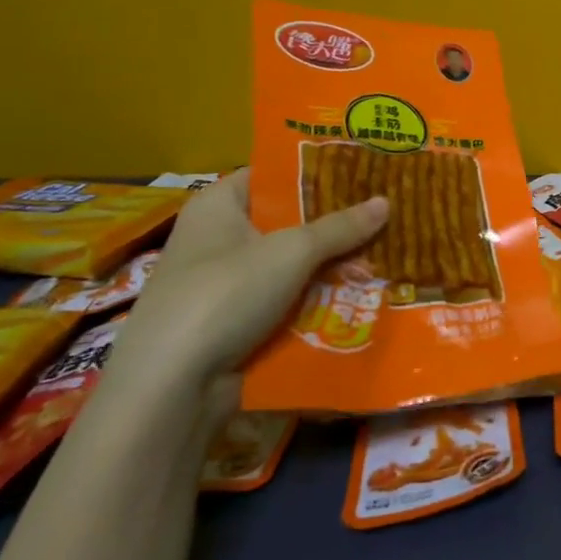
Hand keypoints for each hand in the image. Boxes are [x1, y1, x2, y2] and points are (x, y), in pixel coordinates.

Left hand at [103, 169, 385, 413]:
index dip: (319, 172)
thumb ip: (341, 227)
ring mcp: (228, 285)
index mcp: (220, 205)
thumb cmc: (225, 294)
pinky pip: (288, 301)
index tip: (365, 171)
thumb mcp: (292, 251)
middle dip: (337, 224)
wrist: (172, 387)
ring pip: (293, 265)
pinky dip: (319, 300)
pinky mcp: (237, 324)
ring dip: (333, 266)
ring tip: (387, 256)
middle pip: (289, 221)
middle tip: (388, 215)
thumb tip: (386, 201)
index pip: (274, 175)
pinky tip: (362, 296)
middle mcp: (220, 238)